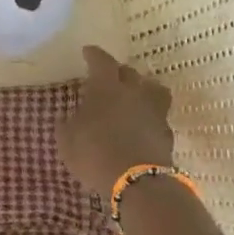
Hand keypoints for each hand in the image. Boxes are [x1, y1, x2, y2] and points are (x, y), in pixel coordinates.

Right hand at [57, 45, 176, 196]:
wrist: (138, 182)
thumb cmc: (94, 154)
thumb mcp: (67, 140)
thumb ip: (67, 125)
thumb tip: (68, 118)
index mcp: (107, 88)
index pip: (102, 62)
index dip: (94, 55)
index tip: (87, 51)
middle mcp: (134, 93)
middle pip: (130, 72)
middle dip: (118, 71)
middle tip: (108, 76)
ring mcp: (154, 112)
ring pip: (152, 89)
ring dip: (142, 88)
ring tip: (133, 95)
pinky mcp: (166, 133)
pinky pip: (157, 115)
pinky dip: (148, 115)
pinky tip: (139, 124)